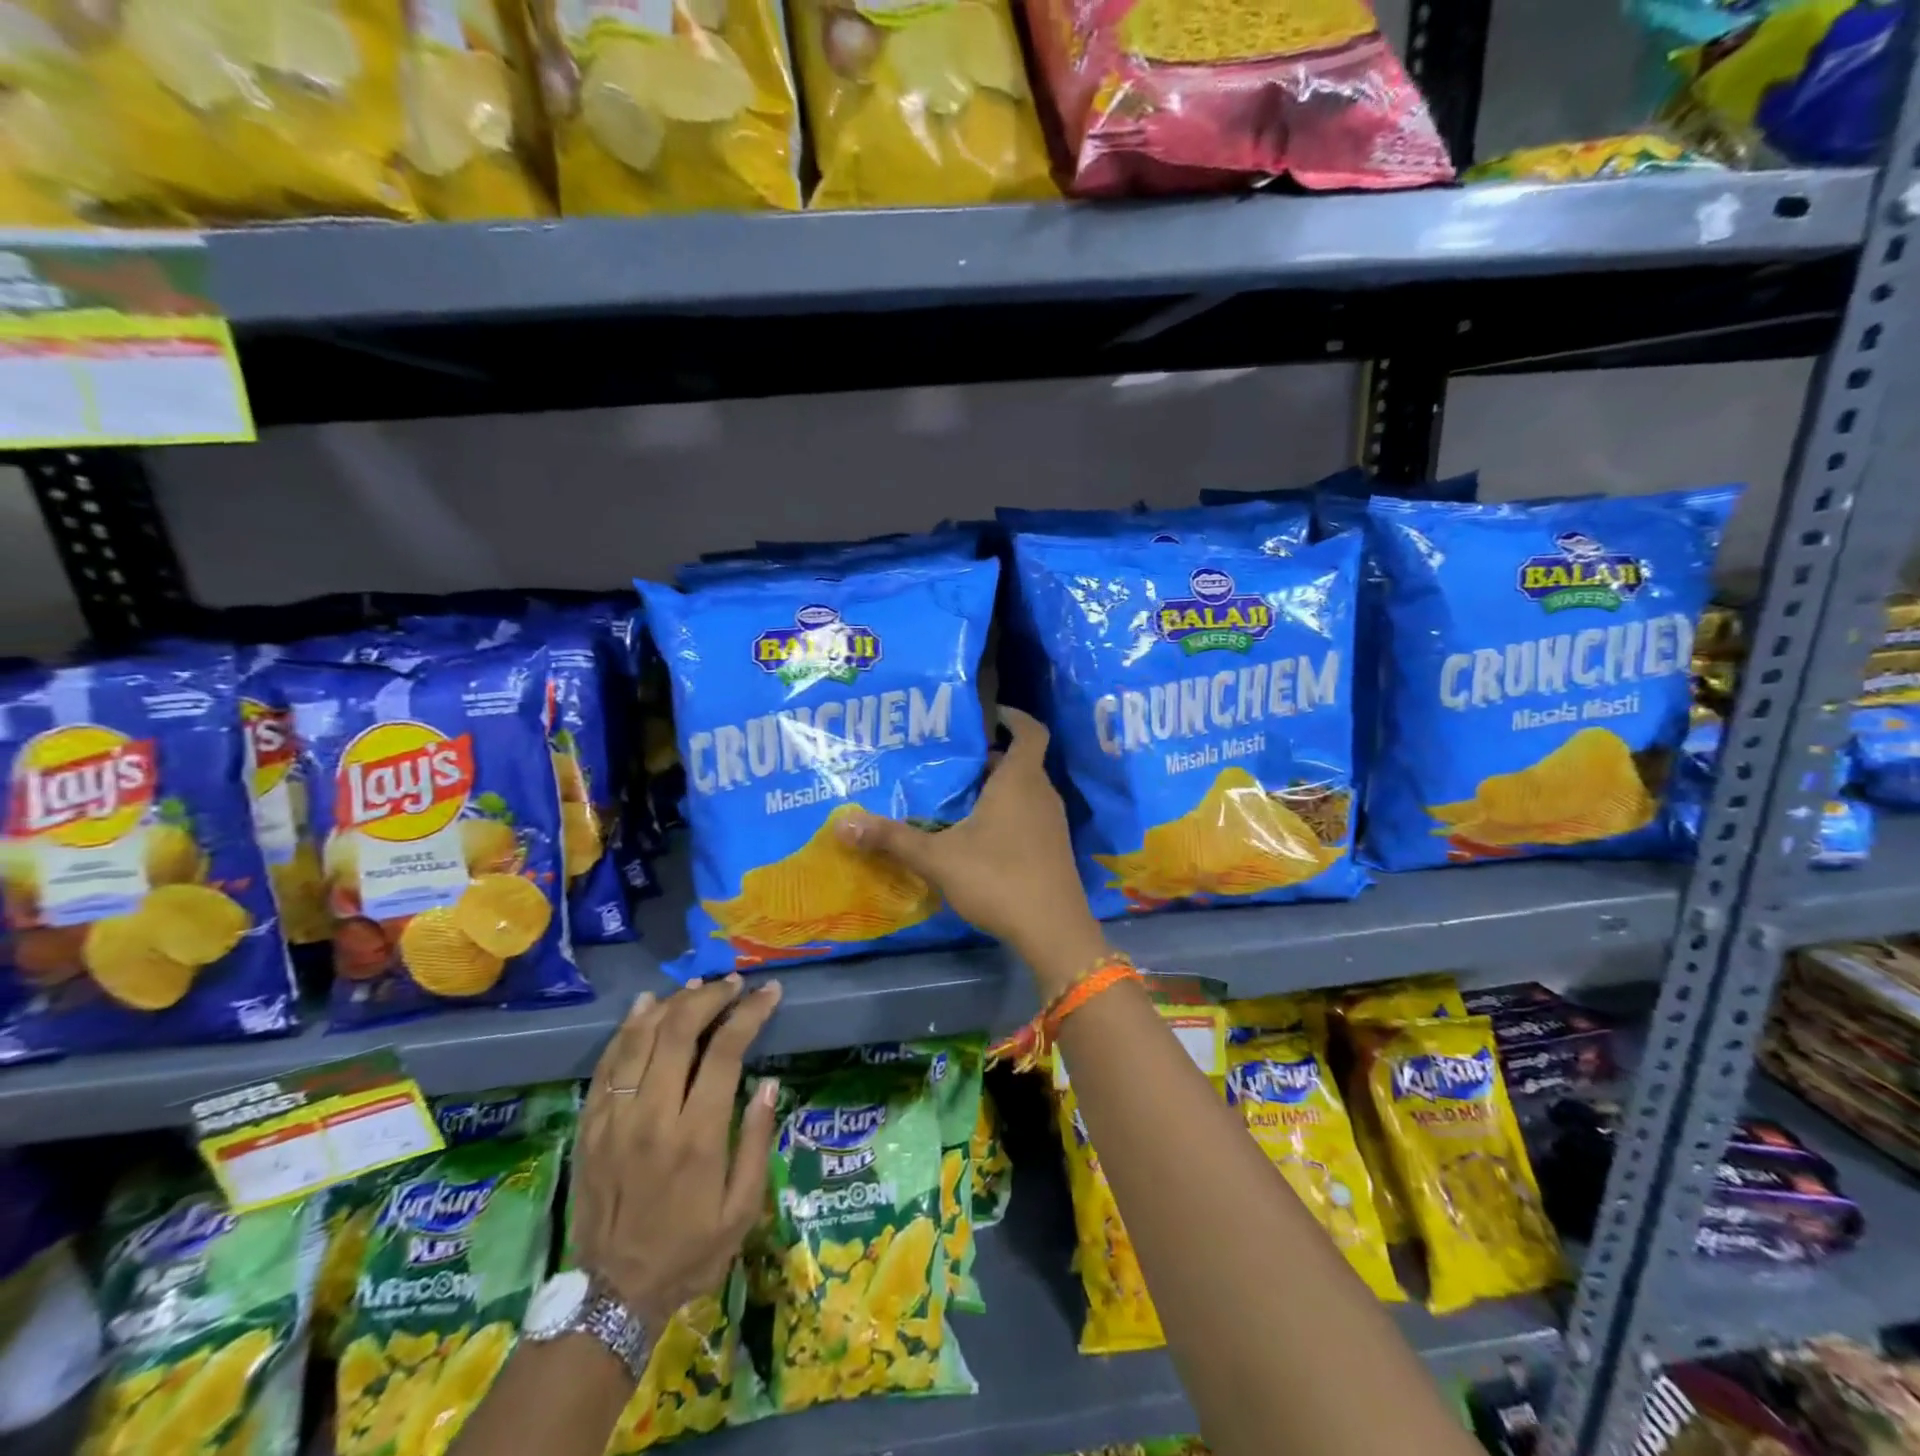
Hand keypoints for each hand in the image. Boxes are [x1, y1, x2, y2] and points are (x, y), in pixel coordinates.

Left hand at [574, 977, 782, 1330]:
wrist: (610, 1297)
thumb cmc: (689, 1252)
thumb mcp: (741, 1210)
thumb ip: (755, 1141)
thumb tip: (768, 1083)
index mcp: (697, 1136)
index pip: (725, 1051)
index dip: (750, 1012)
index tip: (769, 992)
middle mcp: (653, 1117)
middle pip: (678, 1030)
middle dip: (710, 996)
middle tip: (733, 984)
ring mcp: (614, 1119)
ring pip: (639, 1038)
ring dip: (671, 1003)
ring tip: (697, 987)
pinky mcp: (589, 1126)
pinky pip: (607, 1063)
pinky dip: (627, 1028)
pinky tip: (645, 1006)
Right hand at [834, 707, 1106, 993]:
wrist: (1053, 931)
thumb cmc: (998, 879)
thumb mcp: (938, 858)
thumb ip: (892, 839)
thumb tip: (843, 823)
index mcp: (1020, 780)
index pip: (1030, 730)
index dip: (1013, 716)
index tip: (988, 713)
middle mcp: (1041, 794)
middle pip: (1020, 762)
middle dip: (988, 757)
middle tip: (949, 760)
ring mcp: (1051, 823)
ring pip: (1023, 791)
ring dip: (996, 788)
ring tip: (955, 795)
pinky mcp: (1052, 849)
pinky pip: (1028, 815)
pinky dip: (1006, 813)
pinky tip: (976, 835)